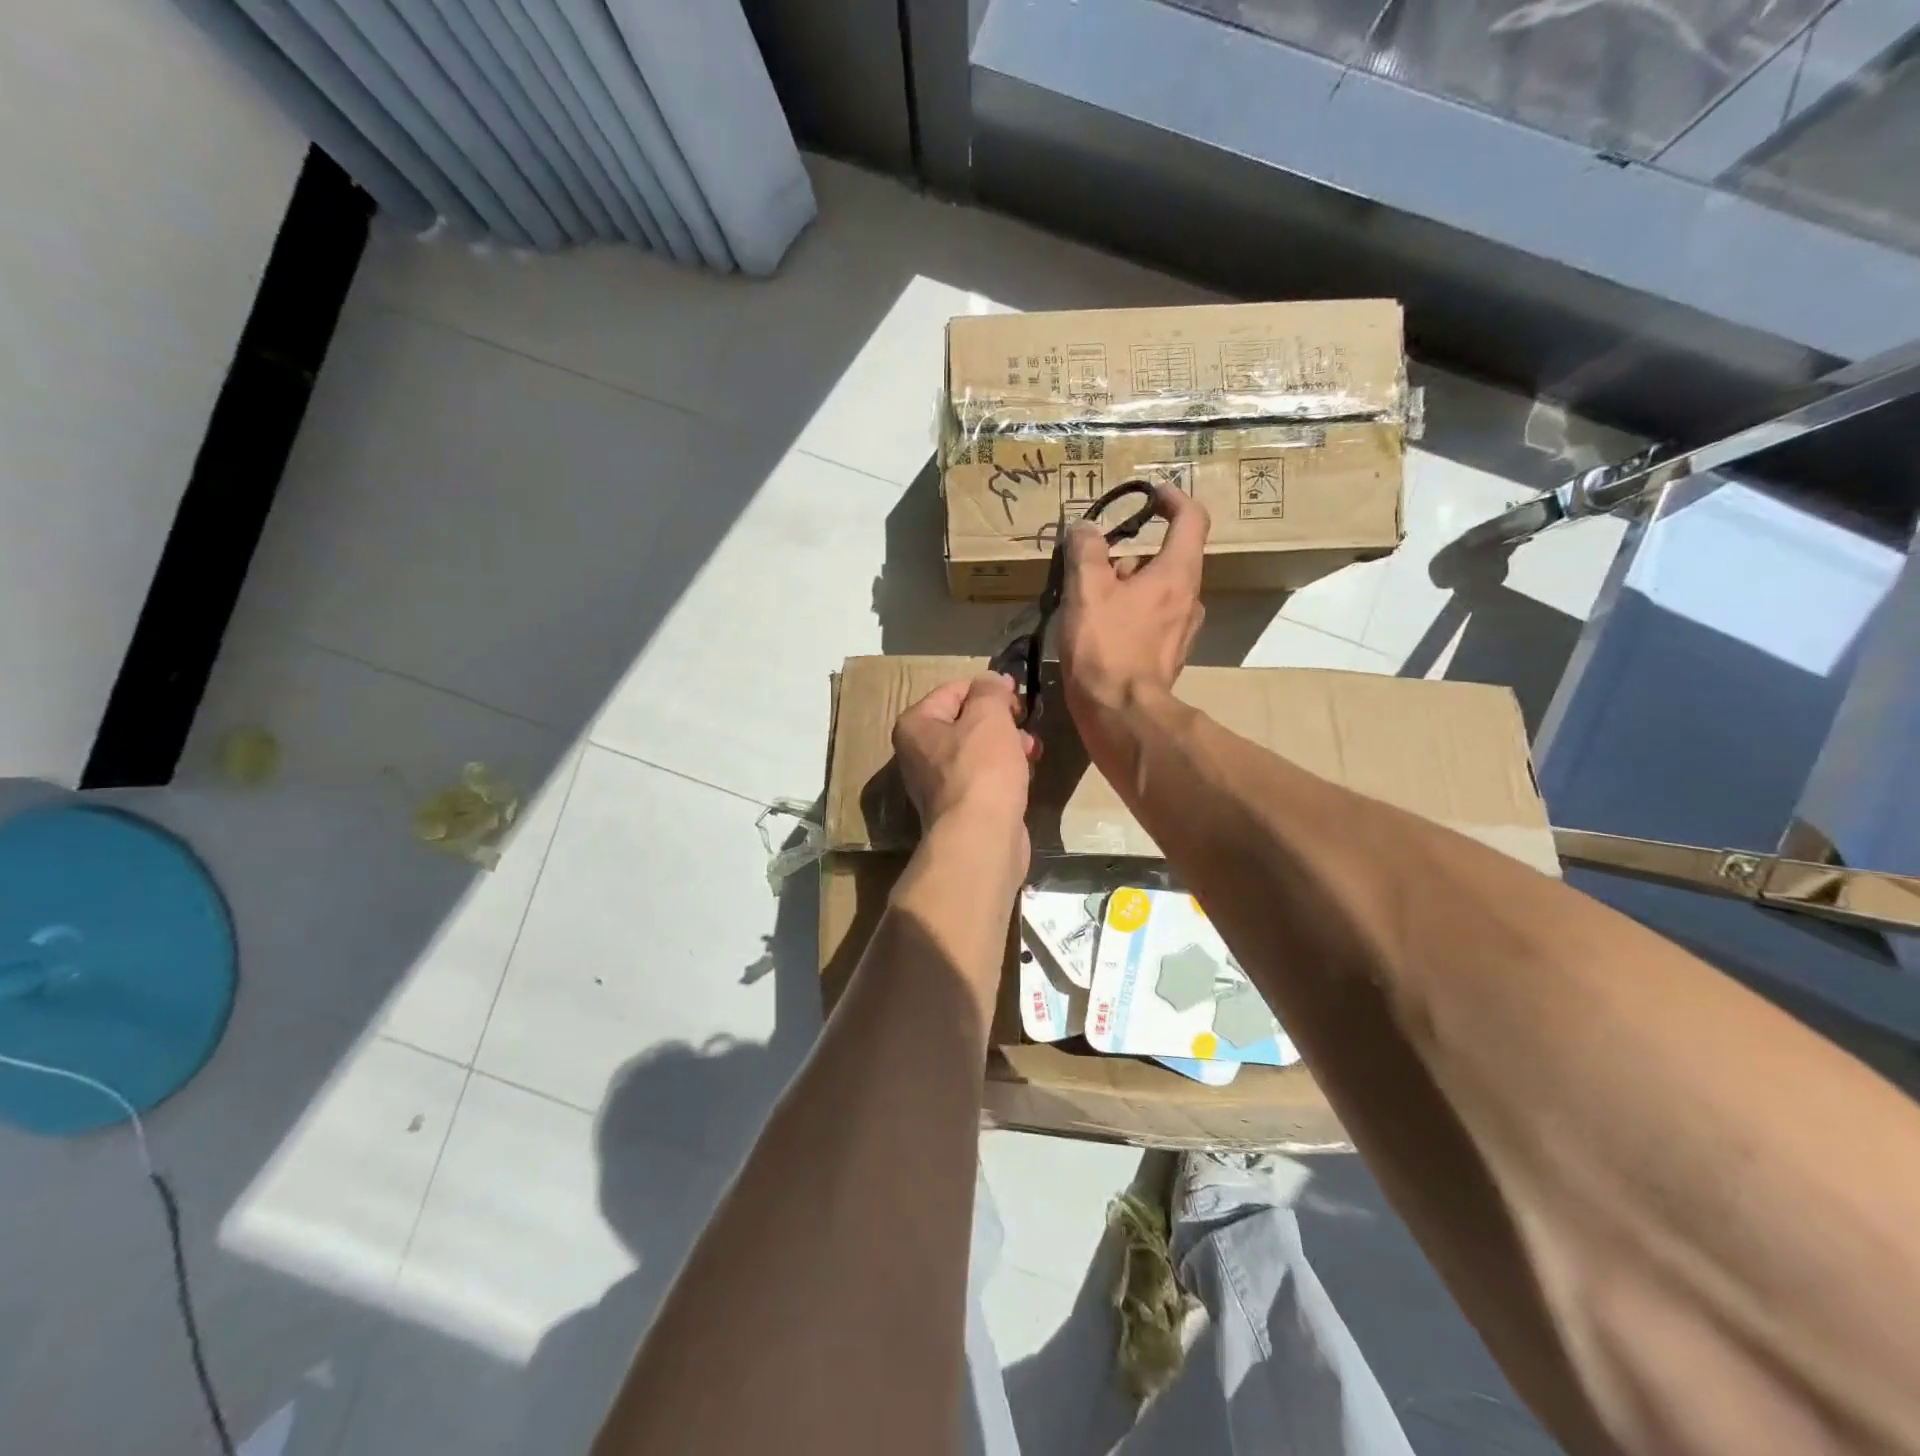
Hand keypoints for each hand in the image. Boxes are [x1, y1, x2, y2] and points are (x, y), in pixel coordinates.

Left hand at [892, 672, 1037, 839]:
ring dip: (1008, 744)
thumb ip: (990, 690)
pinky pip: (985, 776)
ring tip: (1033, 750)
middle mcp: (919, 752)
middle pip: (966, 721)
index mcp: (915, 725)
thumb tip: (992, 681)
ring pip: (979, 750)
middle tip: (1025, 722)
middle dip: (1001, 719)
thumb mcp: (989, 715)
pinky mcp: (961, 806)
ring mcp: (939, 783)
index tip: (1017, 694)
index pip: (954, 690)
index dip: (988, 688)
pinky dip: (1005, 771)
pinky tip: (1026, 773)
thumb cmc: (981, 768)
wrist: (981, 837)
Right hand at [1057, 483, 1208, 723]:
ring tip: (1088, 603)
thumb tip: (1084, 528)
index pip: (1191, 518)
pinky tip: (1099, 632)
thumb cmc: (1105, 646)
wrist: (1120, 713)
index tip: (1150, 494)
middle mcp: (1190, 598)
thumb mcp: (1086, 590)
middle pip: (1167, 559)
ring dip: (1127, 588)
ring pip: (1157, 592)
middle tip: (1093, 568)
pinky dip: (1130, 615)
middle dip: (1129, 556)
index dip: (1172, 499)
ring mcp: (1182, 631)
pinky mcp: (1168, 657)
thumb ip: (1085, 551)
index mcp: (1177, 573)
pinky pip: (1152, 620)